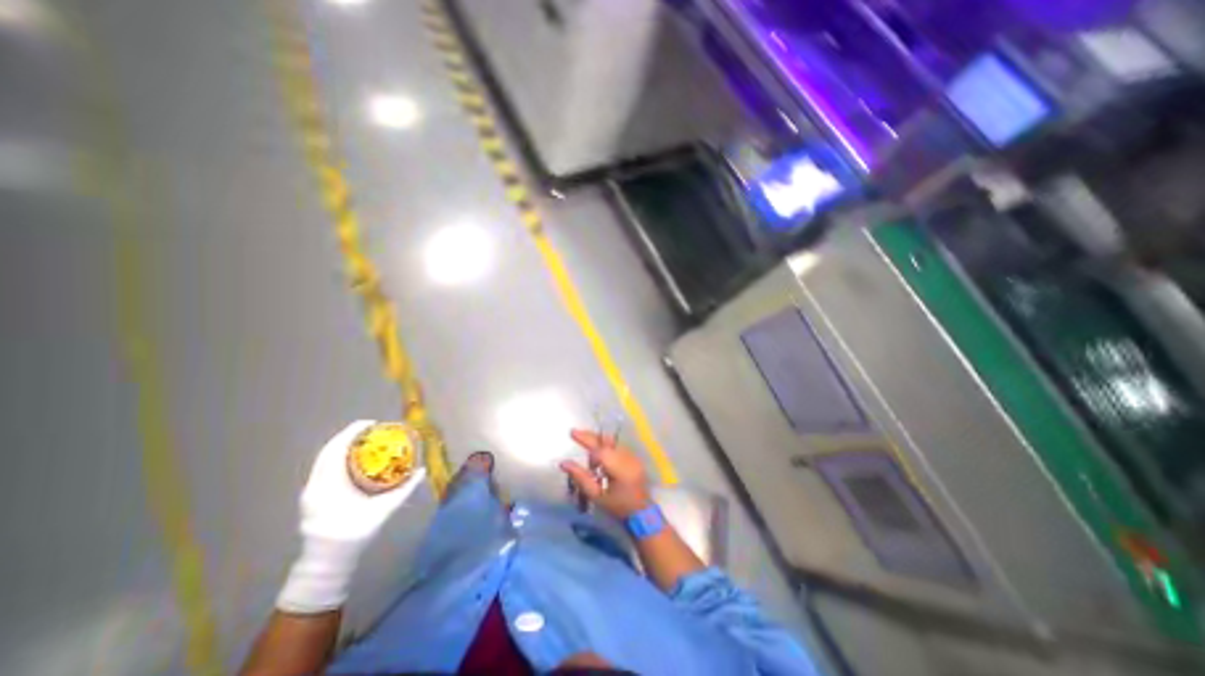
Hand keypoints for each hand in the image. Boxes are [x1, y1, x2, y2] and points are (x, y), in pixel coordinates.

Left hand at [277, 420, 427, 614]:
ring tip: (364, 440)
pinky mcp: (310, 496)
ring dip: (342, 446)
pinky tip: (353, 458)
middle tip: (371, 429)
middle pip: (328, 451)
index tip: (371, 423)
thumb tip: (422, 471)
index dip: (352, 433)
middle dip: (349, 436)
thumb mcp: (384, 510)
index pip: (337, 450)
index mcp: (329, 486)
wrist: (327, 561)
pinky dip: (337, 457)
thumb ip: (404, 490)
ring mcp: (310, 490)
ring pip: (324, 459)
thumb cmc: (355, 533)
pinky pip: (323, 468)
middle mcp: (315, 484)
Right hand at [562, 430, 655, 519]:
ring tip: (587, 449)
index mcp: (619, 469)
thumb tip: (564, 463)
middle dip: (591, 436)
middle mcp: (628, 458)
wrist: (641, 512)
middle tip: (576, 432)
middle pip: (607, 441)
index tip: (572, 433)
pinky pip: (617, 446)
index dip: (586, 440)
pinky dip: (606, 447)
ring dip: (598, 443)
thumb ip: (580, 478)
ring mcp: (633, 456)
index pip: (600, 450)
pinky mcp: (635, 457)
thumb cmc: (616, 506)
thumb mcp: (596, 496)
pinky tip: (599, 456)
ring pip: (612, 442)